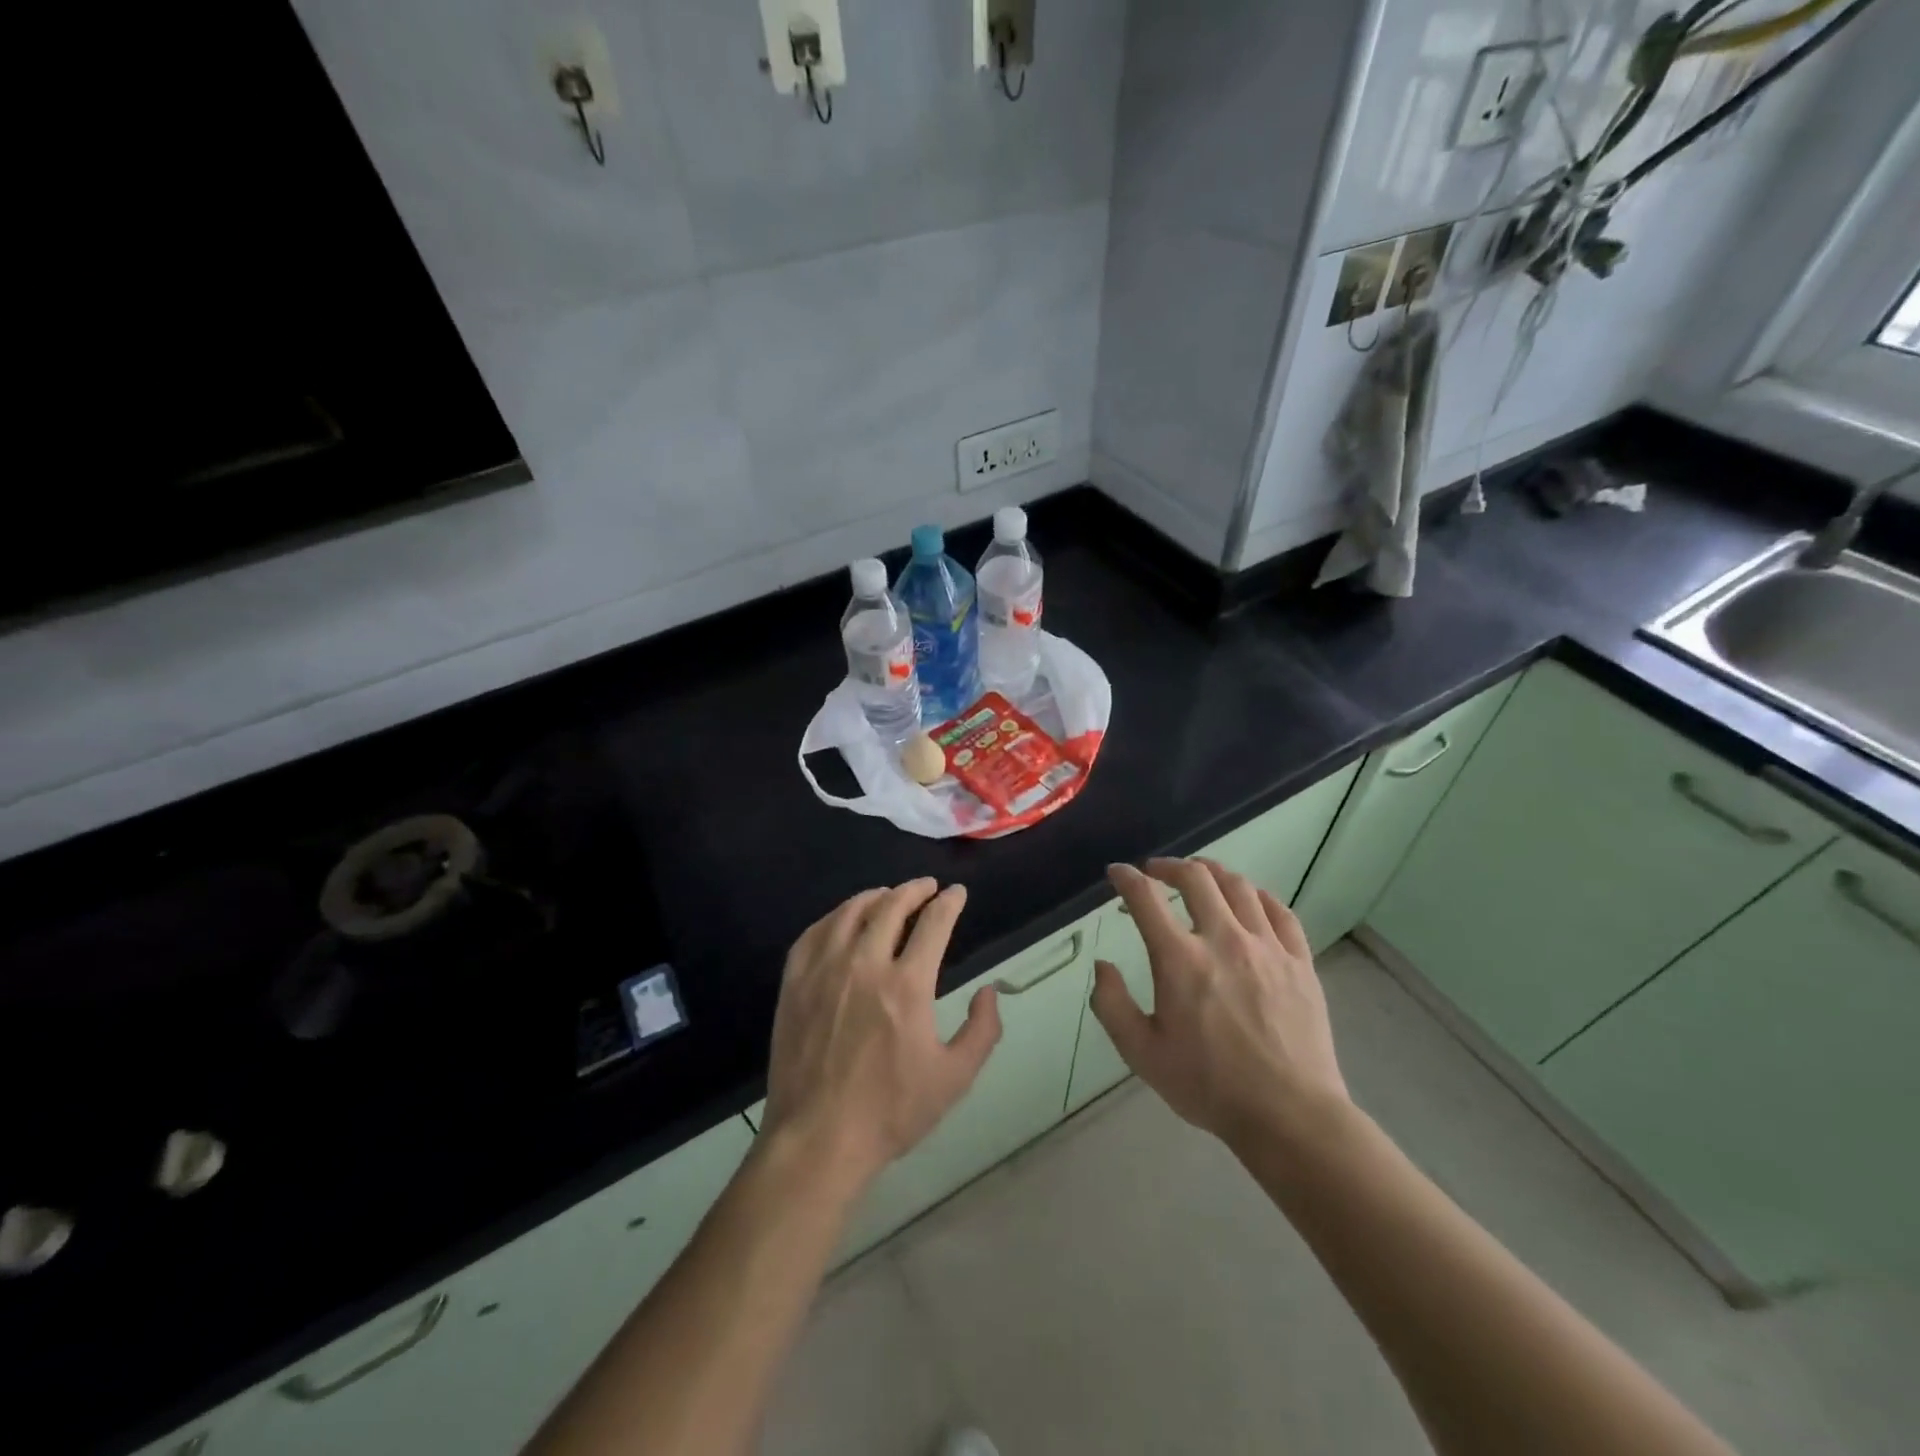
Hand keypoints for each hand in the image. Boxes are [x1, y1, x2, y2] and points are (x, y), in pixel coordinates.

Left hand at [763, 879, 1001, 1186]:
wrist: (818, 1139)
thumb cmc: (891, 1111)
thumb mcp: (955, 1078)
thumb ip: (983, 1031)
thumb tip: (989, 991)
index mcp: (907, 985)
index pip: (934, 923)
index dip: (949, 902)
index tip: (957, 893)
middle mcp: (864, 964)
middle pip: (891, 906)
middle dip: (915, 890)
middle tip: (926, 887)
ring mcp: (824, 970)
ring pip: (850, 912)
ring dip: (875, 896)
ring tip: (887, 895)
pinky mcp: (794, 983)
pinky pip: (814, 933)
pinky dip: (834, 917)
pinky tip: (842, 920)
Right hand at [1091, 858, 1349, 1149]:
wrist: (1288, 1115)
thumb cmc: (1208, 1085)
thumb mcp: (1142, 1053)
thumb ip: (1112, 1005)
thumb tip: (1102, 966)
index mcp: (1179, 959)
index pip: (1145, 898)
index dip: (1126, 878)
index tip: (1117, 873)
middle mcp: (1223, 939)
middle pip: (1196, 878)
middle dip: (1169, 866)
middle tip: (1156, 872)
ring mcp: (1267, 947)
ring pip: (1239, 887)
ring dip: (1212, 872)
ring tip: (1200, 874)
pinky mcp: (1299, 962)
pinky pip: (1280, 912)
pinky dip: (1258, 896)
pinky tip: (1250, 899)